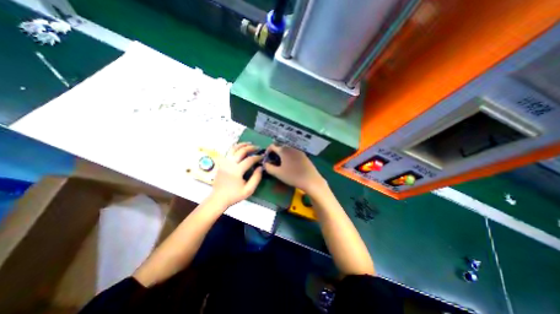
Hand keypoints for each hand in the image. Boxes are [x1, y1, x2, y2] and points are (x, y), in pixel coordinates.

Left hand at [211, 142, 263, 207]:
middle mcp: (229, 163)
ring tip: (249, 143)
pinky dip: (235, 147)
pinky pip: (228, 151)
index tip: (263, 156)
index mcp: (236, 171)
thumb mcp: (248, 190)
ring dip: (242, 145)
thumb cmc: (234, 195)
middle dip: (251, 147)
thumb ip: (256, 178)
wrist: (218, 198)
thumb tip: (260, 167)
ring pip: (233, 148)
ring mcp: (224, 162)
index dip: (257, 157)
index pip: (249, 159)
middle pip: (241, 151)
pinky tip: (240, 147)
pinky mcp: (221, 163)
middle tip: (257, 147)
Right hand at [264, 144, 325, 193]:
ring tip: (282, 164)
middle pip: (280, 147)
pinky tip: (291, 165)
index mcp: (284, 150)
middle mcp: (291, 148)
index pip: (272, 146)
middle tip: (274, 162)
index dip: (268, 151)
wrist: (310, 180)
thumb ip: (268, 167)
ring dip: (283, 155)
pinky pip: (294, 153)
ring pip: (287, 150)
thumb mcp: (277, 173)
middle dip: (275, 153)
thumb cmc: (292, 176)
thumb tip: (264, 163)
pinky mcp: (304, 155)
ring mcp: (299, 151)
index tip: (267, 158)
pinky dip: (289, 156)